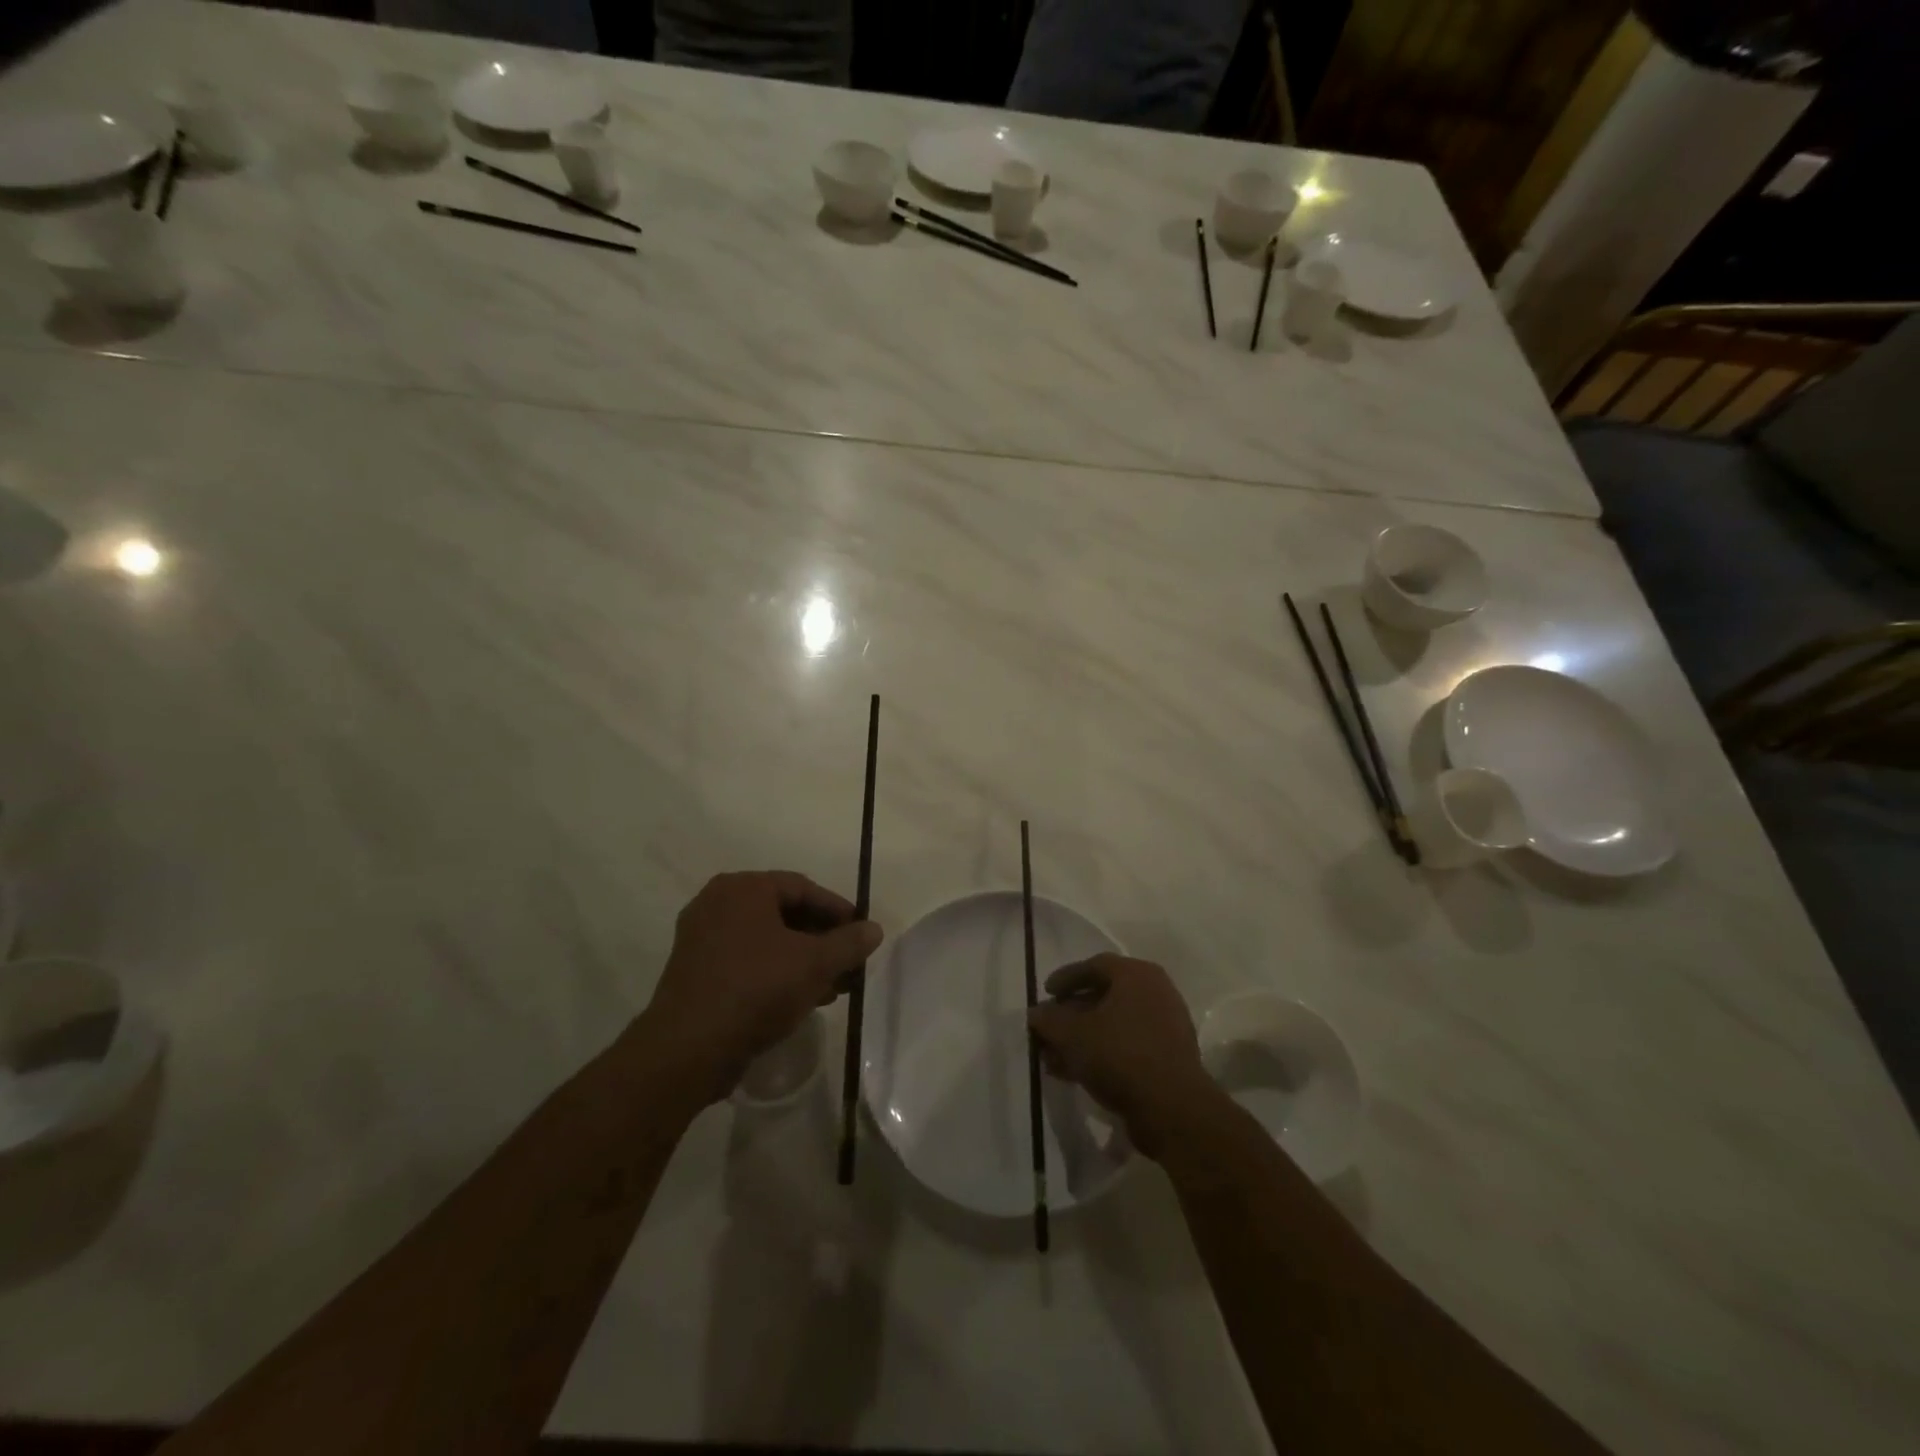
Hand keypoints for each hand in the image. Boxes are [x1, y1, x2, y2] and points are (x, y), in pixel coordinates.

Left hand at [641, 871, 882, 1103]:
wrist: (688, 1049)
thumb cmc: (756, 989)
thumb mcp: (814, 964)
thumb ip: (849, 943)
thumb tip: (874, 929)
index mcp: (743, 888)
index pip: (802, 888)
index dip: (838, 910)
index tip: (862, 933)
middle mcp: (718, 904)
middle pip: (784, 914)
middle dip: (822, 940)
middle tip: (850, 963)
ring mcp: (702, 939)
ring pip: (767, 941)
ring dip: (804, 961)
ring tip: (834, 988)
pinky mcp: (696, 973)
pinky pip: (747, 962)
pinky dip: (777, 973)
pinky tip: (803, 1000)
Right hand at [1027, 954, 1220, 1159]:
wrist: (1172, 1109)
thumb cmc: (1120, 1055)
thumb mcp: (1072, 1034)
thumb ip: (1049, 1020)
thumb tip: (1036, 1014)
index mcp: (1137, 975)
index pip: (1094, 965)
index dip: (1065, 978)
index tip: (1045, 993)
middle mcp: (1156, 993)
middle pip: (1103, 996)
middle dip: (1070, 1015)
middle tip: (1047, 1030)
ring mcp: (1165, 1027)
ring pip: (1113, 1025)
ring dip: (1081, 1039)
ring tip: (1053, 1059)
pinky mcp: (1167, 1059)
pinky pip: (1126, 1047)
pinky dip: (1100, 1054)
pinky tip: (1074, 1074)